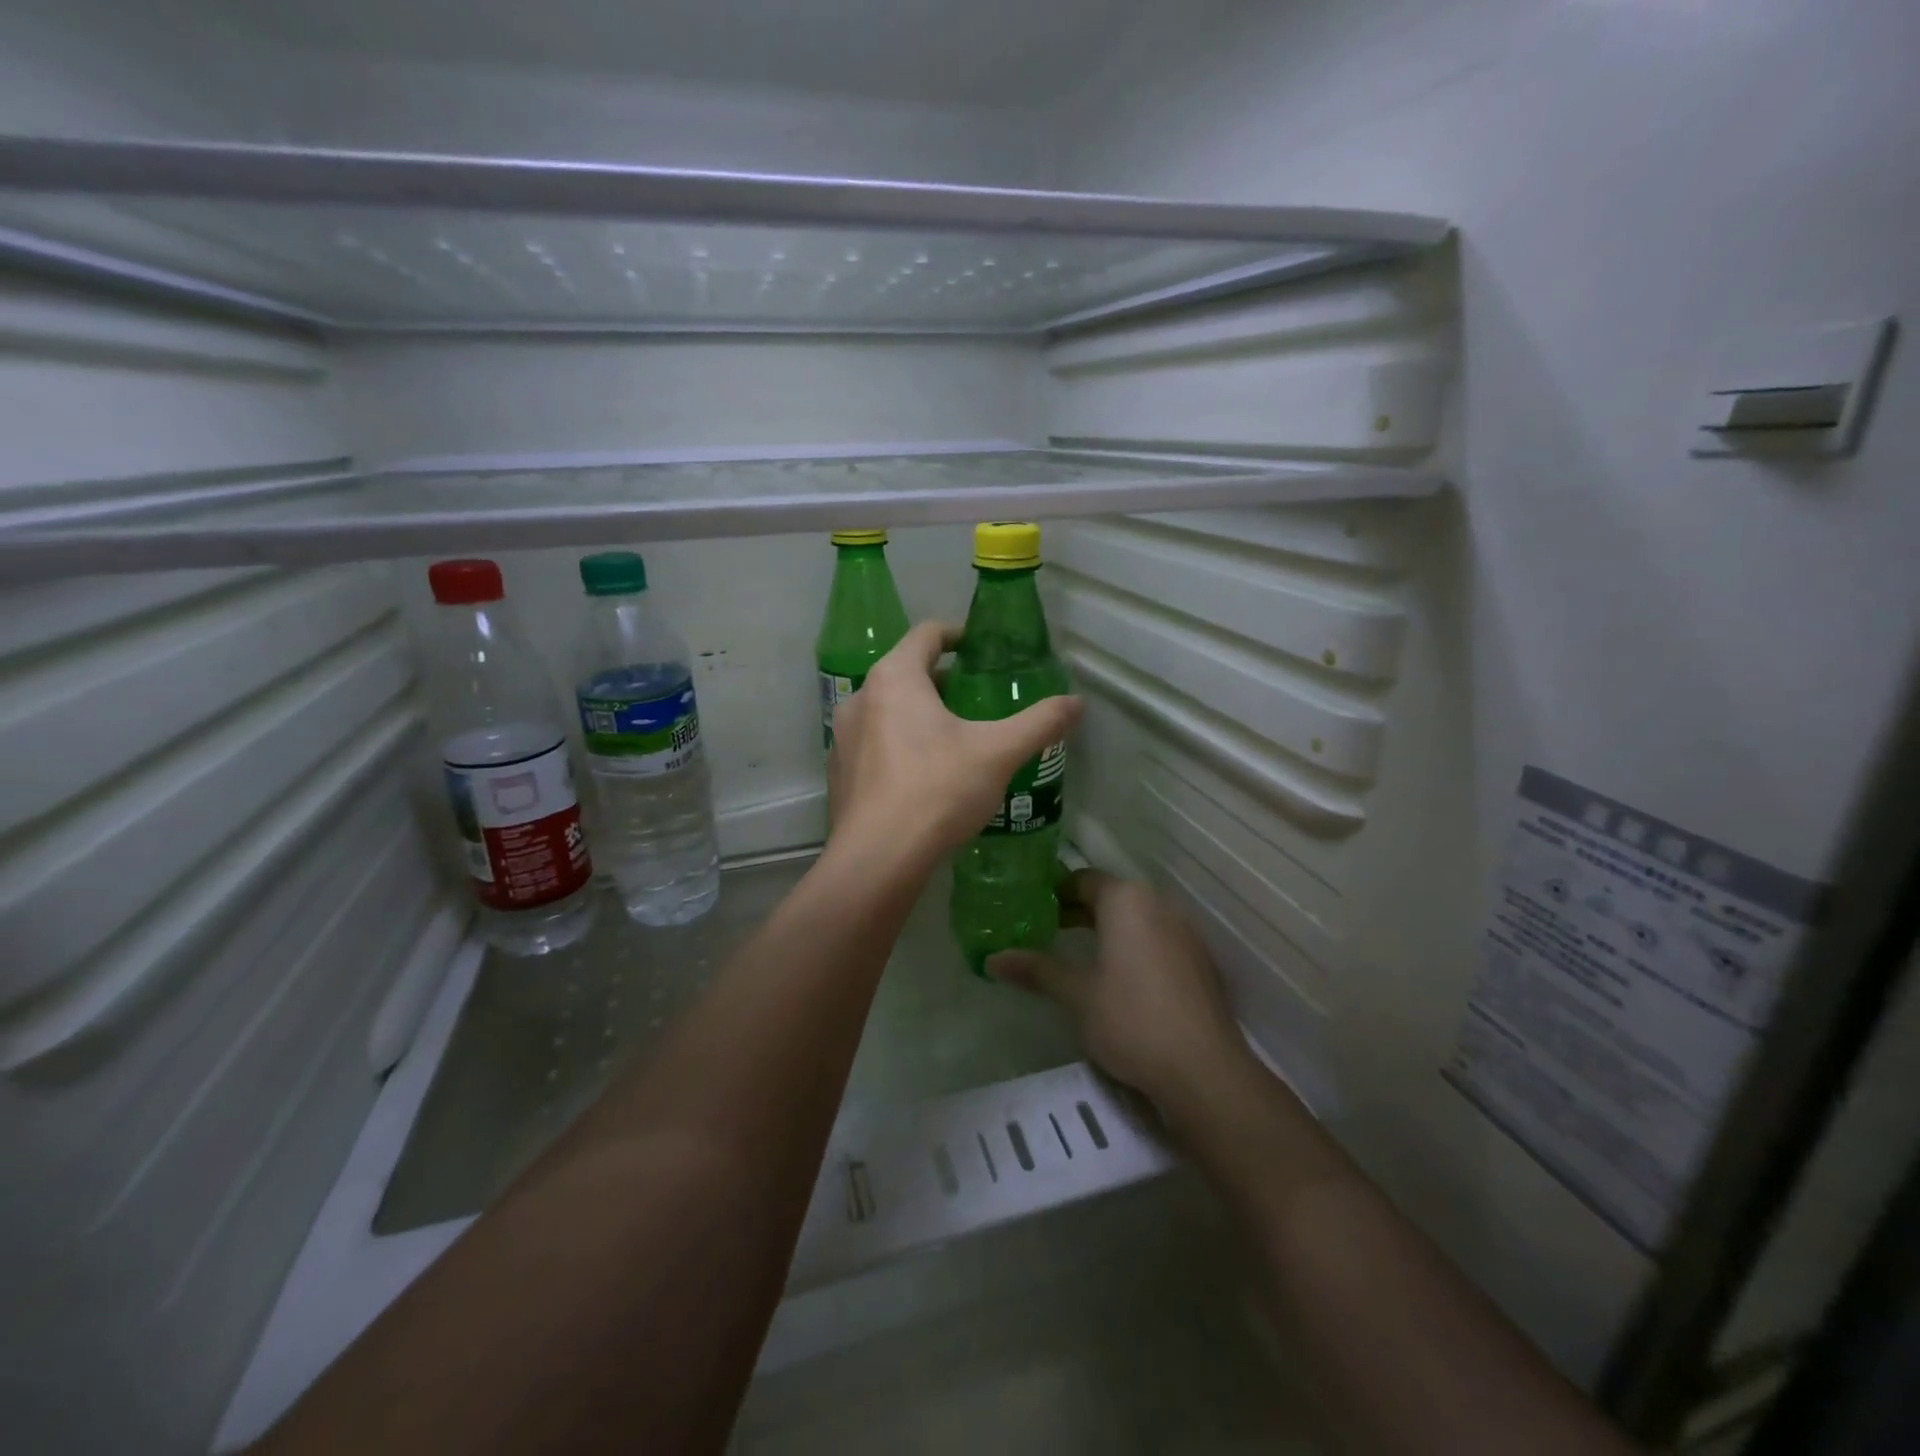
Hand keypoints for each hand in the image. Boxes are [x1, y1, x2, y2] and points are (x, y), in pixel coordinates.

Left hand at [827, 621, 1081, 870]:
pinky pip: (873, 742)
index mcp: (895, 678)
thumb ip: (1040, 723)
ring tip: (953, 736)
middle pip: (905, 671)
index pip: (926, 634)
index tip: (980, 648)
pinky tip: (923, 775)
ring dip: (918, 712)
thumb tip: (1077, 703)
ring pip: (886, 709)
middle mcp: (861, 697)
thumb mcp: (999, 753)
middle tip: (976, 698)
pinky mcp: (839, 772)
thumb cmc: (938, 790)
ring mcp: (843, 736)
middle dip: (941, 679)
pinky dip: (897, 744)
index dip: (957, 634)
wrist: (878, 858)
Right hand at [988, 870, 1245, 1109]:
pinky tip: (1120, 978)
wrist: (1204, 1070)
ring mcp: (1185, 932)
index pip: (1083, 879)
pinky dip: (1134, 946)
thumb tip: (992, 959)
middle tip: (1046, 931)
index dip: (1054, 892)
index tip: (1030, 909)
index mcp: (1126, 900)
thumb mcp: (1076, 995)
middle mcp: (1159, 904)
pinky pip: (1158, 938)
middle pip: (1111, 896)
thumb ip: (1036, 970)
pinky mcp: (1200, 960)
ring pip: (1136, 917)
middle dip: (1078, 911)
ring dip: (1107, 928)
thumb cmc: (1131, 1020)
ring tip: (1078, 954)